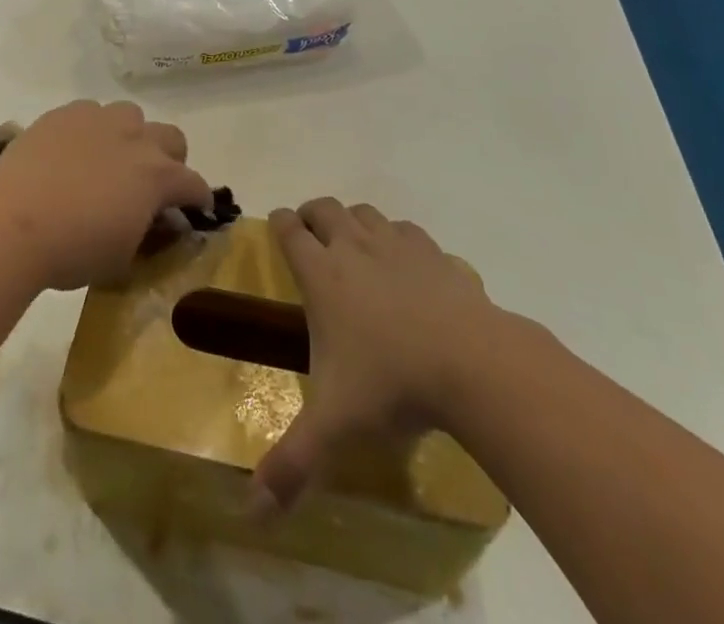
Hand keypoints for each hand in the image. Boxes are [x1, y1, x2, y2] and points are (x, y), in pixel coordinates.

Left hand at [0, 100, 210, 291]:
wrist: (12, 223)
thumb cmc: (72, 251)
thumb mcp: (122, 256)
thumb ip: (145, 232)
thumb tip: (152, 221)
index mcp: (157, 176)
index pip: (194, 184)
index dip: (198, 200)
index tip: (193, 211)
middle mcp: (135, 138)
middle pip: (171, 137)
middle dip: (170, 159)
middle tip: (150, 185)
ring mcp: (99, 119)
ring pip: (131, 116)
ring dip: (130, 138)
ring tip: (109, 162)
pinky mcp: (64, 113)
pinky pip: (90, 112)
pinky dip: (91, 130)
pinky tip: (72, 153)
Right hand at [253, 200, 501, 512]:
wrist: (472, 364)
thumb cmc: (392, 386)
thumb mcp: (335, 427)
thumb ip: (292, 464)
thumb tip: (251, 514)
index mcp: (321, 275)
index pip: (289, 230)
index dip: (280, 223)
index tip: (278, 224)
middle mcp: (353, 247)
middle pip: (325, 209)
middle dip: (312, 215)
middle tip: (311, 234)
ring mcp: (396, 245)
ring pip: (365, 212)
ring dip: (353, 221)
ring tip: (354, 244)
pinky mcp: (433, 252)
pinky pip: (405, 229)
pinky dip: (396, 236)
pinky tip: (403, 262)